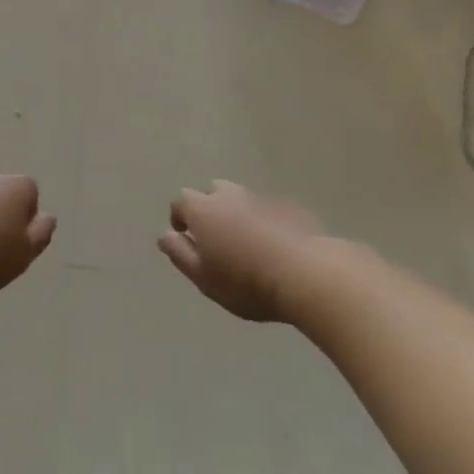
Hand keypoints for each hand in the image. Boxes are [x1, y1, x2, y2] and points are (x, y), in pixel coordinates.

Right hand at [159, 180, 327, 322]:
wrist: (308, 274)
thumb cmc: (246, 282)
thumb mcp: (204, 278)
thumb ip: (180, 254)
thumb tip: (165, 235)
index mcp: (203, 210)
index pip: (181, 201)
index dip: (180, 217)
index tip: (185, 236)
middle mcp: (230, 196)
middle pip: (212, 191)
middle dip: (209, 208)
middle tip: (216, 237)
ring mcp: (262, 198)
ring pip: (242, 198)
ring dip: (238, 213)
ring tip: (247, 241)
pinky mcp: (291, 207)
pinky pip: (269, 209)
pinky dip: (266, 221)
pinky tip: (276, 245)